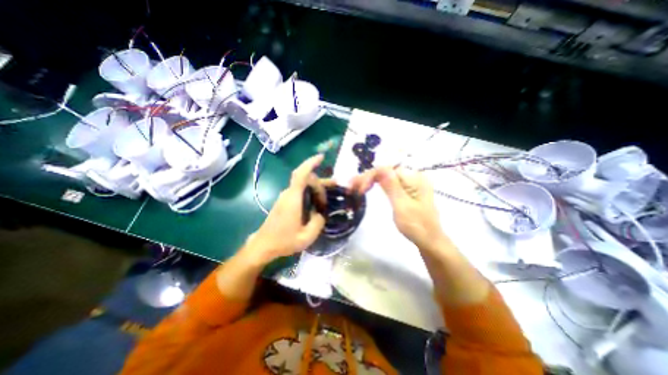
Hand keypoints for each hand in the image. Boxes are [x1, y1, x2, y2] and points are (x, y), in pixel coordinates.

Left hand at [245, 154, 327, 263]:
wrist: (263, 246)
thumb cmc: (283, 241)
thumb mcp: (307, 236)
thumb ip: (318, 222)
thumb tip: (321, 213)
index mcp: (293, 198)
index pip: (301, 174)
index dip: (310, 163)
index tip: (321, 157)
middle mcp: (288, 193)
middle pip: (306, 179)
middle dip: (320, 184)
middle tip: (330, 197)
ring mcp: (285, 197)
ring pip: (303, 185)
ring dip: (316, 187)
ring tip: (328, 196)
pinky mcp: (285, 202)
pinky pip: (300, 191)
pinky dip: (310, 192)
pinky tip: (317, 202)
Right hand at [351, 166, 445, 247]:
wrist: (430, 241)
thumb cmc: (417, 227)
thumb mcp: (402, 206)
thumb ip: (391, 186)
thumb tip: (380, 167)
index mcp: (415, 178)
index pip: (387, 170)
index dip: (370, 177)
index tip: (358, 190)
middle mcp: (413, 177)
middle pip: (385, 171)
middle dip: (367, 177)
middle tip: (351, 186)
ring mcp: (410, 184)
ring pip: (386, 177)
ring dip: (370, 180)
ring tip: (355, 186)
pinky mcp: (407, 191)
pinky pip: (389, 183)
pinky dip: (377, 185)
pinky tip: (368, 187)